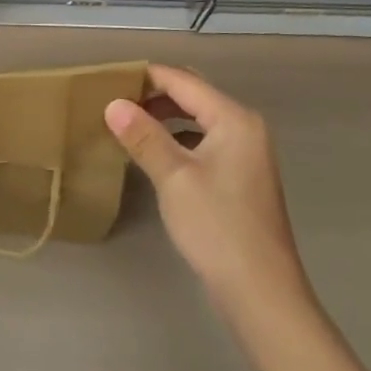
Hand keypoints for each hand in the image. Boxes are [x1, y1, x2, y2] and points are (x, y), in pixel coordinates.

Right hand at [106, 64, 315, 332]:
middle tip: (114, 102)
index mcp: (234, 119)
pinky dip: (177, 139)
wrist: (261, 293)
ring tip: (126, 126)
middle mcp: (245, 128)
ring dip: (164, 118)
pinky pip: (203, 141)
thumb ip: (143, 136)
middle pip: (193, 96)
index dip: (146, 77)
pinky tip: (152, 154)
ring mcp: (246, 154)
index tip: (108, 80)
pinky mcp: (240, 177)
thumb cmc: (218, 227)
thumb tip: (113, 104)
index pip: (183, 81)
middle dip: (154, 95)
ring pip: (197, 119)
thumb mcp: (173, 177)